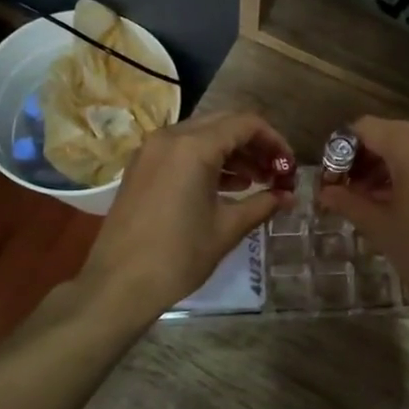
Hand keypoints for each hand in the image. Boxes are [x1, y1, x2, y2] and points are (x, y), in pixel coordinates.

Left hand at [79, 112, 292, 321]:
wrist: (118, 284)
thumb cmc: (178, 256)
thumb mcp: (227, 229)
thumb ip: (262, 204)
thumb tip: (287, 196)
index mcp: (194, 146)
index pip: (245, 124)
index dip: (274, 141)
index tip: (289, 167)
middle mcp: (170, 137)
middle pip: (224, 124)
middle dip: (254, 145)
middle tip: (276, 172)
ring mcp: (151, 150)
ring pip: (202, 135)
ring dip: (232, 153)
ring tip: (257, 181)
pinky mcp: (142, 167)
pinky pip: (182, 150)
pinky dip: (208, 161)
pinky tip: (227, 187)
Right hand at [315, 117, 408, 312]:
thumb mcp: (379, 226)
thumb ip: (348, 201)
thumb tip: (325, 191)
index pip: (366, 129)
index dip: (343, 150)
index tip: (334, 179)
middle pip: (394, 134)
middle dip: (370, 159)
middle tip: (354, 192)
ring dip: (397, 166)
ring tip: (383, 200)